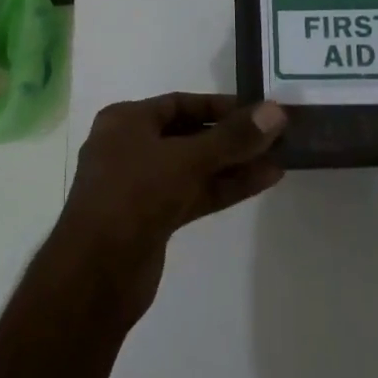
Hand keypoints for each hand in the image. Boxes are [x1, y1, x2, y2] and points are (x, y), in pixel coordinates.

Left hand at [54, 94, 286, 320]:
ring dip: (235, 164)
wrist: (96, 274)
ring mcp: (142, 186)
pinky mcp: (154, 218)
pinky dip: (225, 187)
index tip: (259, 111)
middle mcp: (131, 148)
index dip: (220, 106)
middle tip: (276, 136)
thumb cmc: (134, 197)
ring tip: (281, 158)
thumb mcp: (186, 160)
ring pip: (195, 167)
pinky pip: (195, 193)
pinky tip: (263, 180)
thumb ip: (233, 138)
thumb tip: (276, 112)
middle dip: (232, 137)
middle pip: (190, 135)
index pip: (180, 103)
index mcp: (126, 122)